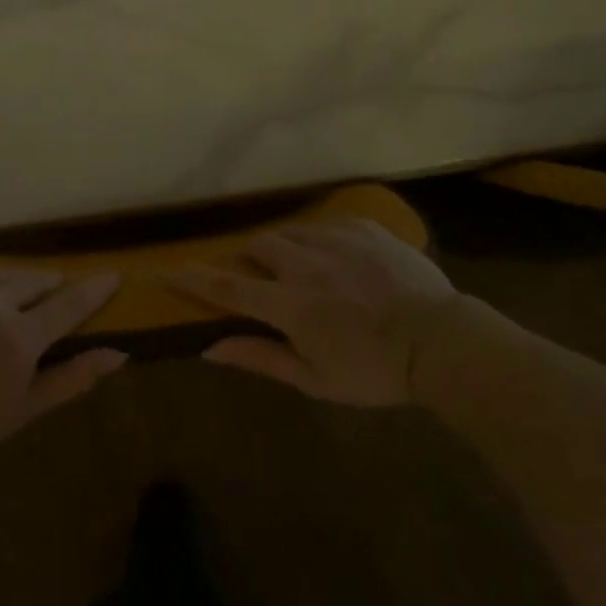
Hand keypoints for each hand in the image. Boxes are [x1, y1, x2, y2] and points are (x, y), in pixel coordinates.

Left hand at [0, 270, 125, 472]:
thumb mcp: (25, 409)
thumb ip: (73, 377)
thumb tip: (118, 354)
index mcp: (20, 337)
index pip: (68, 304)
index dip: (93, 289)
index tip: (112, 276)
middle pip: (34, 281)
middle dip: (49, 285)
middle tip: (55, 292)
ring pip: (0, 274)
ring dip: (16, 281)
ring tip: (20, 292)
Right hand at [166, 219, 460, 406]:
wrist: (441, 341)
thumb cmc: (375, 372)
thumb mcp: (315, 380)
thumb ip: (261, 357)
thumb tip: (211, 348)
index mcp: (289, 303)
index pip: (227, 285)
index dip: (192, 278)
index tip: (165, 269)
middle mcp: (305, 262)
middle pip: (259, 246)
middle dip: (251, 259)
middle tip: (264, 279)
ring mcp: (335, 239)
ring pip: (292, 232)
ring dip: (285, 248)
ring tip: (303, 268)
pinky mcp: (363, 227)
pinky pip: (327, 225)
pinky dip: (321, 241)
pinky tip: (340, 262)